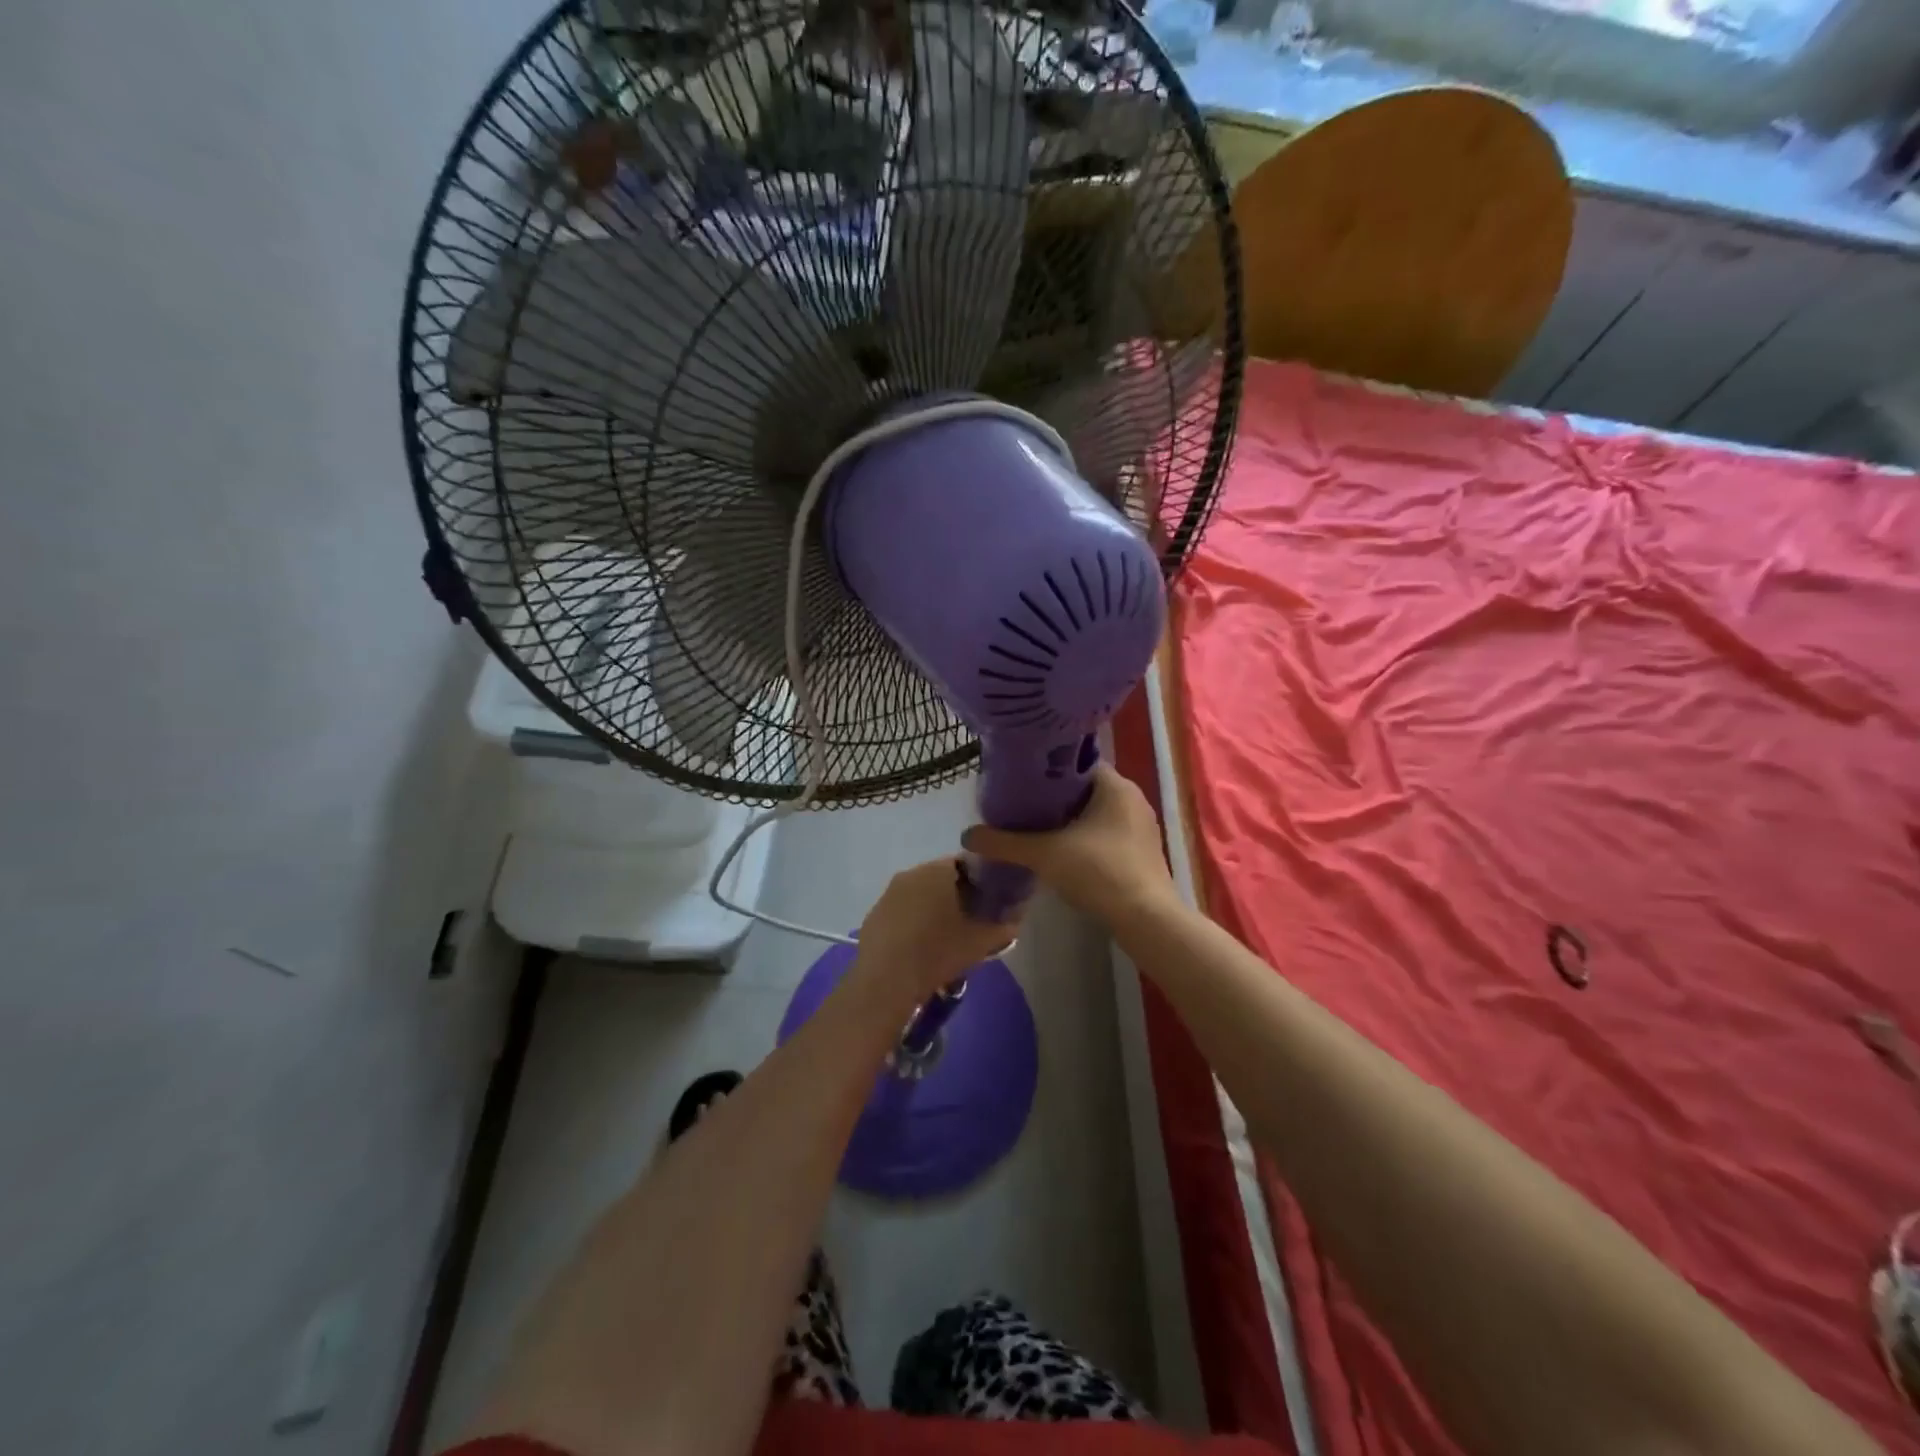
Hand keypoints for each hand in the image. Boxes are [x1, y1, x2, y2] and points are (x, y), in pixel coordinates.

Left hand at [852, 858, 1019, 1000]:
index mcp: (937, 870)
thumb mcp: (980, 941)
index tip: (988, 903)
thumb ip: (1003, 926)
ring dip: (932, 910)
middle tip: (969, 923)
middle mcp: (911, 873)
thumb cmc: (937, 951)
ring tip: (944, 939)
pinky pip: (901, 912)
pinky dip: (912, 923)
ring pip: (919, 895)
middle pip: (940, 879)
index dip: (980, 883)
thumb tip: (1015, 920)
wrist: (886, 981)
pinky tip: (919, 948)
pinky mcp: (874, 915)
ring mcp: (888, 893)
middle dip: (955, 897)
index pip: (966, 864)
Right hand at [961, 765, 1174, 919]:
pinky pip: (1107, 834)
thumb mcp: (1044, 854)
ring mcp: (1141, 827)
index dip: (1047, 772)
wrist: (1146, 919)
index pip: (1076, 765)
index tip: (1021, 783)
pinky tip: (1063, 854)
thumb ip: (1005, 842)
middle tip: (1022, 808)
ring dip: (1070, 821)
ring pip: (1096, 814)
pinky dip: (1085, 839)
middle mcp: (1133, 799)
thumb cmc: (1100, 872)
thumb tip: (967, 835)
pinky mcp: (1143, 852)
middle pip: (1085, 789)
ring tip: (1036, 830)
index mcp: (1115, 786)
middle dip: (1055, 799)